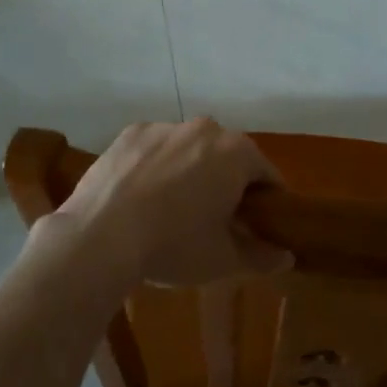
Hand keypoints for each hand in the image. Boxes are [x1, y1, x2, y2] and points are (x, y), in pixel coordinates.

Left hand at [42, 119, 288, 286]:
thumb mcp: (223, 260)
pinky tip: (141, 198)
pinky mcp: (130, 134)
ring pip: (189, 150)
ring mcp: (163, 127)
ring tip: (171, 211)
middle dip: (227, 183)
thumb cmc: (173, 246)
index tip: (258, 226)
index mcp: (236, 152)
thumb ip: (261, 256)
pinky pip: (155, 150)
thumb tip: (286, 256)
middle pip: (227, 156)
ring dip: (190, 172)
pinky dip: (155, 167)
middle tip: (215, 222)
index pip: (266, 175)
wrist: (99, 237)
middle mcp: (204, 128)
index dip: (267, 203)